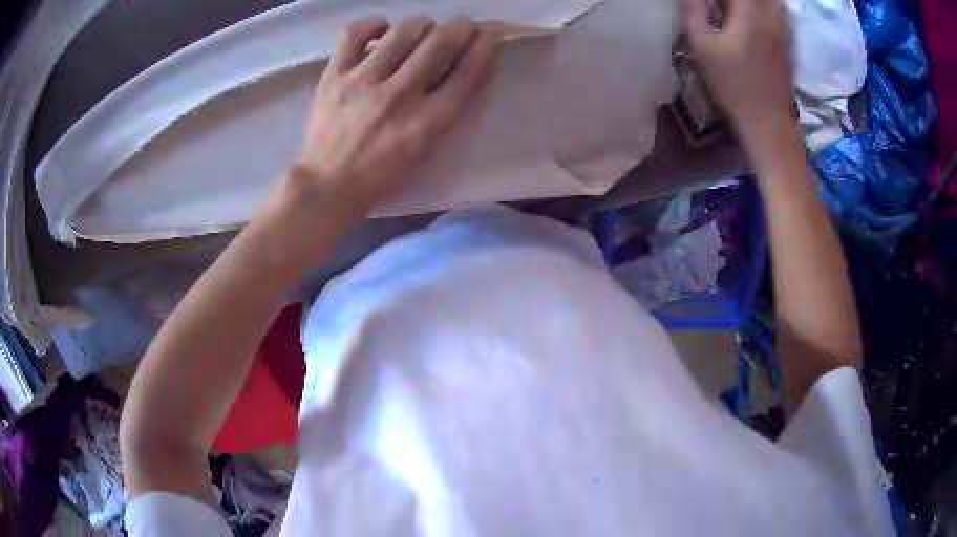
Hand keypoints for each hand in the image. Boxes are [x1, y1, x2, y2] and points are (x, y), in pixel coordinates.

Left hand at [289, 16, 501, 220]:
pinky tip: (383, 29)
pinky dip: (374, 24)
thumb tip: (470, 67)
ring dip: (423, 24)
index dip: (485, 45)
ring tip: (423, 30)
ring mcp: (363, 82)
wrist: (327, 186)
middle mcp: (398, 95)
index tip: (492, 30)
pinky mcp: (334, 75)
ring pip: (403, 31)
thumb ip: (449, 110)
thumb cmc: (381, 176)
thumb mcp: (426, 151)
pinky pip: (356, 33)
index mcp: (426, 122)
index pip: (466, 72)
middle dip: (460, 27)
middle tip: (462, 26)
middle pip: (440, 43)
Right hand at [686, 0, 794, 142]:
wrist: (768, 121)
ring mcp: (784, 28)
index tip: (708, 2)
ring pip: (773, 0)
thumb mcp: (702, 45)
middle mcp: (771, 14)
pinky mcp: (790, 41)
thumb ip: (694, 9)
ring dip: (754, 2)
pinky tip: (756, 16)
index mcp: (749, 13)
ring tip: (737, 9)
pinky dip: (768, 6)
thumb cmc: (732, 85)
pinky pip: (781, 10)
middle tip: (721, 6)